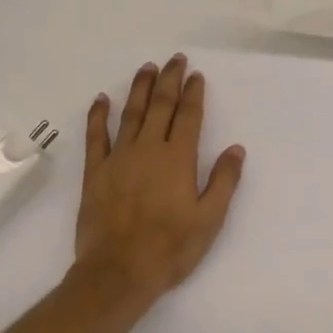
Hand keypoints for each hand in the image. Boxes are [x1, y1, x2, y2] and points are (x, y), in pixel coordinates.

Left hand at [68, 54, 245, 320]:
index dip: (193, 93)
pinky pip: (96, 136)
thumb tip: (236, 148)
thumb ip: (224, 181)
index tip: (195, 74)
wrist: (118, 272)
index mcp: (178, 159)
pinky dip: (98, 115)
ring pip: (131, 114)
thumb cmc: (170, 248)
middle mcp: (148, 149)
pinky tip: (101, 99)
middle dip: (169, 80)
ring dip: (139, 88)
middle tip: (174, 59)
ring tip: (146, 68)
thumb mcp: (210, 219)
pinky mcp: (95, 172)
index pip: (189, 116)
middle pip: (160, 106)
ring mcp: (119, 158)